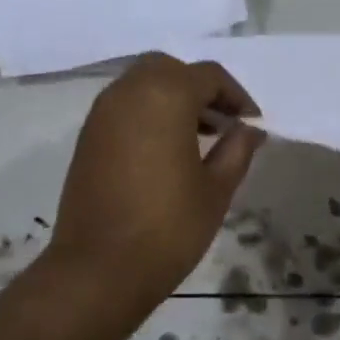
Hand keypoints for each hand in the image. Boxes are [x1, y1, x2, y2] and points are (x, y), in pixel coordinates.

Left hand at [46, 52, 264, 308]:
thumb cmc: (168, 228)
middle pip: (170, 69)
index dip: (236, 96)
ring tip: (199, 137)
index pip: (208, 76)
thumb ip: (237, 149)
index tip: (252, 124)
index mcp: (165, 96)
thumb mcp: (216, 189)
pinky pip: (124, 107)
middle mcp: (128, 92)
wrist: (99, 269)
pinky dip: (148, 113)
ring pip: (143, 84)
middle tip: (222, 122)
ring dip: (172, 99)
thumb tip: (249, 128)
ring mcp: (101, 114)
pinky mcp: (87, 137)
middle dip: (200, 89)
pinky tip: (166, 150)